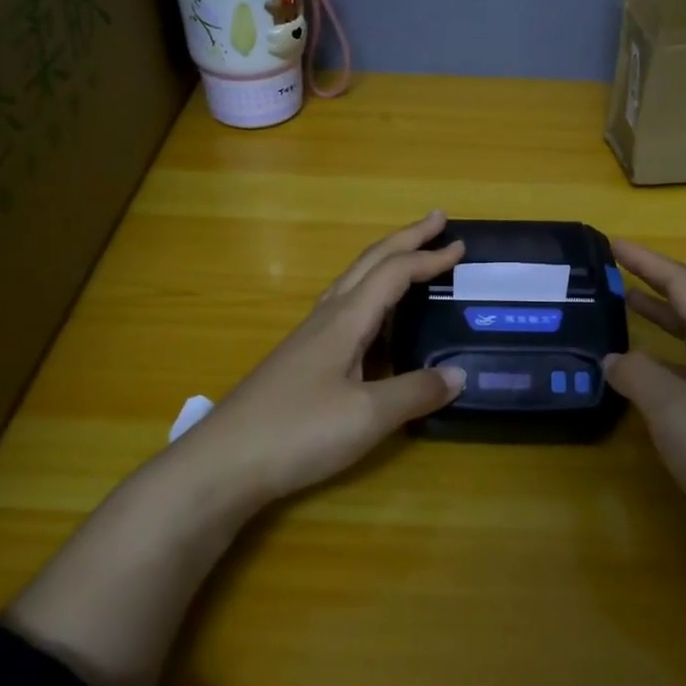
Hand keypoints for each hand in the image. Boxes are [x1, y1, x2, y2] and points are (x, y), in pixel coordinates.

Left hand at [180, 211, 467, 502]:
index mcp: (345, 320)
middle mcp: (327, 318)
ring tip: (413, 262)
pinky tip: (377, 325)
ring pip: (353, 284)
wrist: (223, 463)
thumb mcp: (367, 415)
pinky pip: (345, 312)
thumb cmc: (298, 431)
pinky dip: (373, 300)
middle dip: (405, 239)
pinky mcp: (301, 361)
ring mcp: (310, 339)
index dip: (429, 257)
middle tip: (437, 221)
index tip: (462, 247)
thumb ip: (415, 391)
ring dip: (387, 265)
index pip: (393, 273)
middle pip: (369, 263)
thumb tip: (459, 375)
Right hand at [604, 239, 685, 564]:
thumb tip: (613, 359)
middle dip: (650, 286)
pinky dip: (660, 366)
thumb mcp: (673, 410)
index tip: (612, 244)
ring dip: (656, 324)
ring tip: (618, 315)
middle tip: (610, 275)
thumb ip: (637, 375)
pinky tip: (639, 382)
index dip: (647, 261)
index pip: (684, 284)